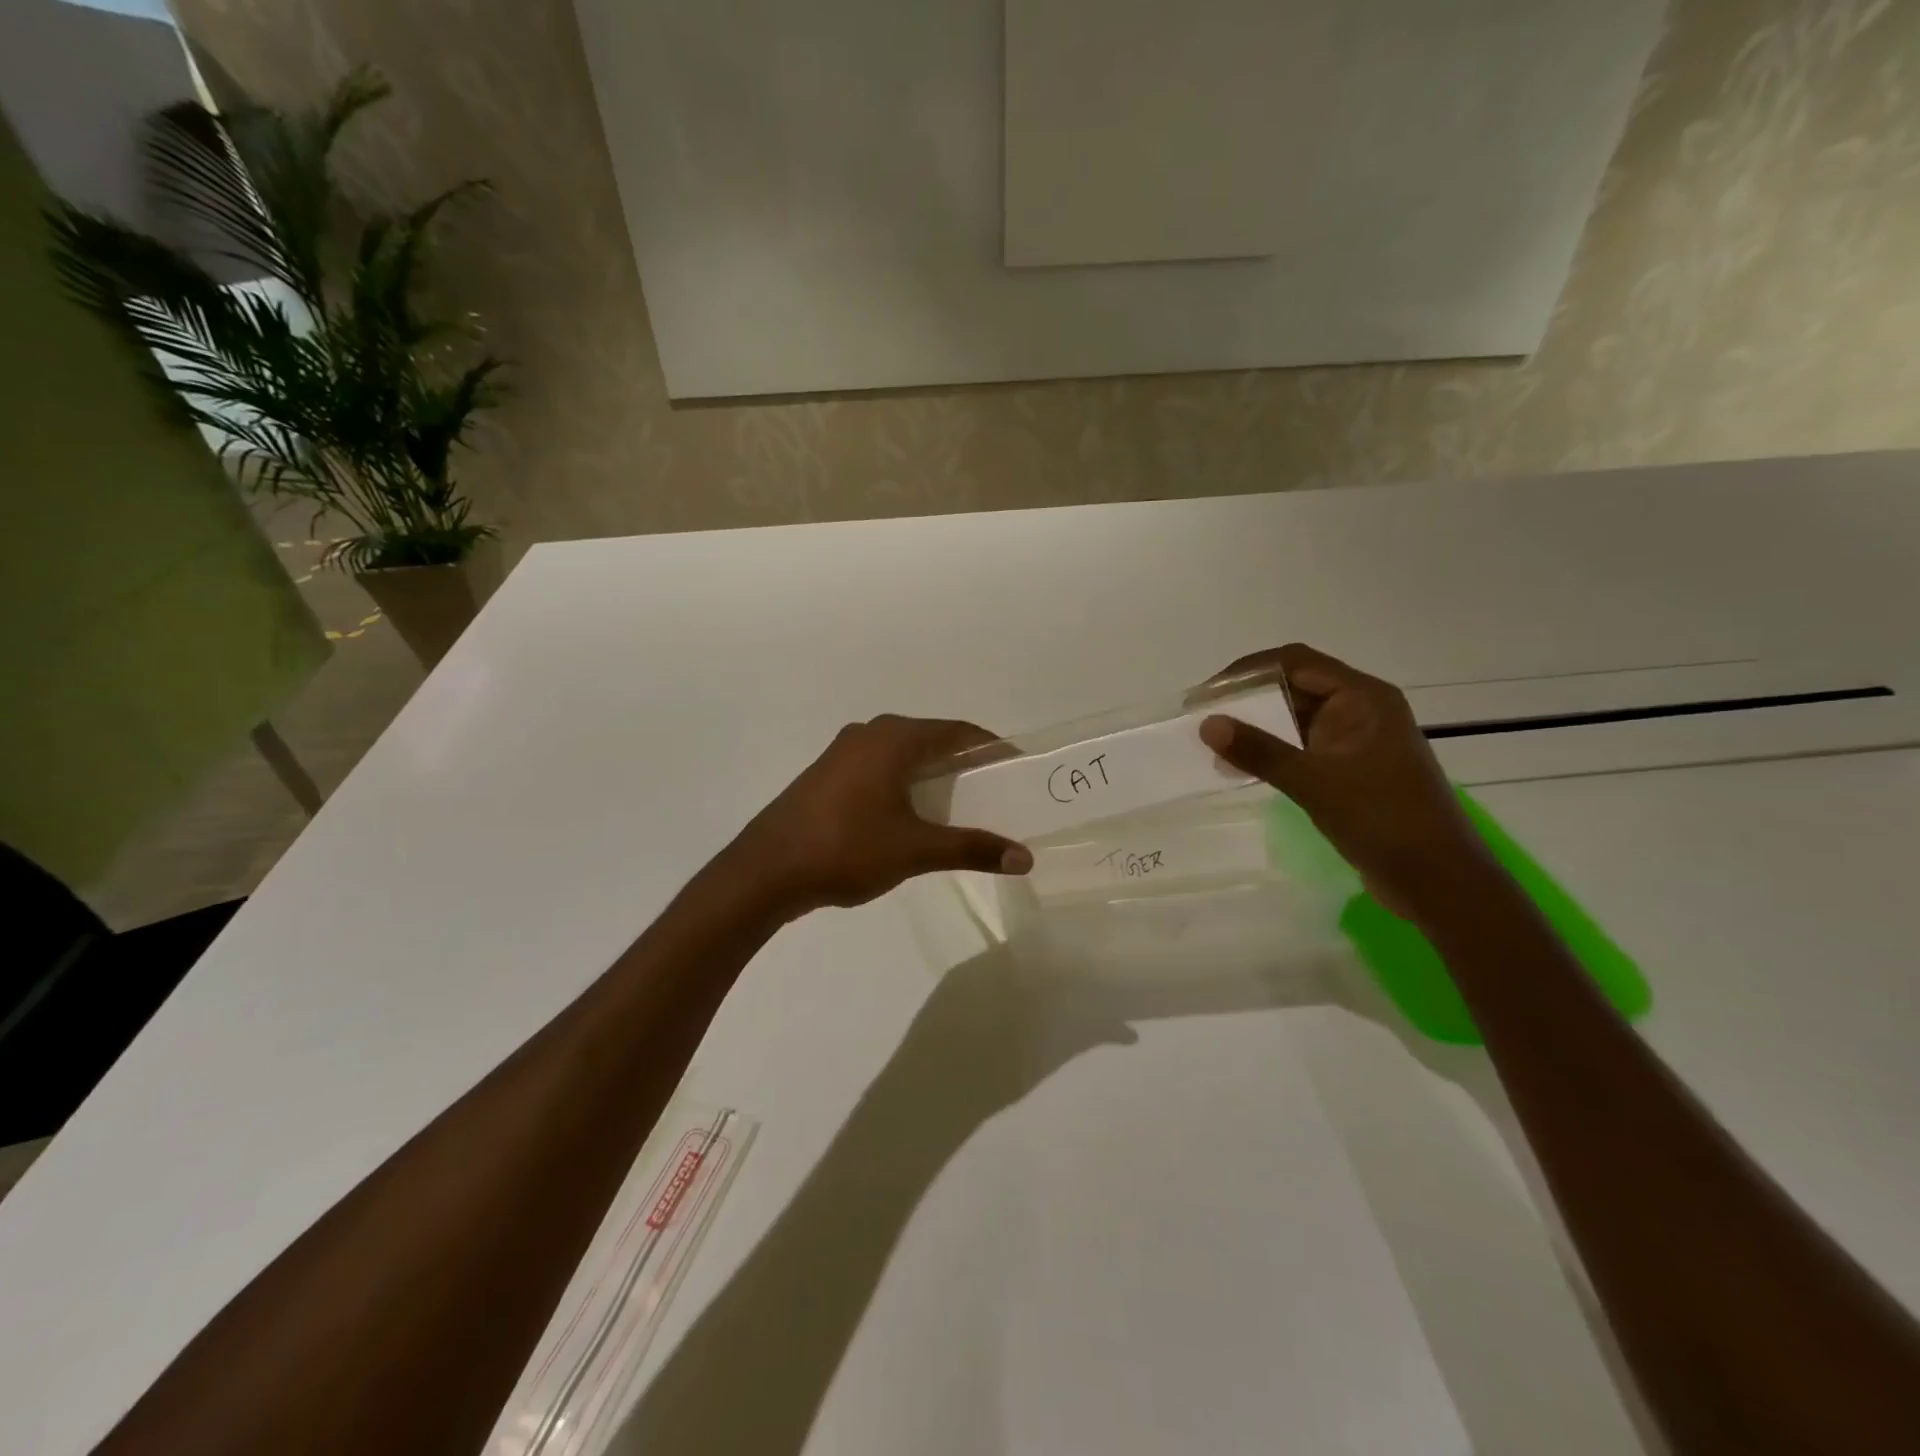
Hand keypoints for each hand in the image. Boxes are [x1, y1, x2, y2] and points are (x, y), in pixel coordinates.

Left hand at [729, 715, 1032, 916]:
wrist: (766, 870)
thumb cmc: (847, 848)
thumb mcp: (915, 850)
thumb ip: (972, 849)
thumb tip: (1025, 858)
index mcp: (893, 738)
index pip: (958, 732)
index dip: (991, 748)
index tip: (1017, 768)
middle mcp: (869, 734)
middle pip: (930, 740)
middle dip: (963, 763)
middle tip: (994, 791)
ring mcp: (842, 753)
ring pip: (902, 755)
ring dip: (932, 775)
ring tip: (960, 805)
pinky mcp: (826, 775)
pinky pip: (879, 768)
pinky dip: (904, 783)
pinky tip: (911, 814)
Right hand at [1196, 643, 1489, 917]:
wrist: (1437, 880)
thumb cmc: (1381, 819)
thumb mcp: (1313, 782)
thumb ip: (1259, 750)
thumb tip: (1207, 724)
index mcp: (1363, 697)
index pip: (1294, 662)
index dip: (1246, 672)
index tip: (1206, 695)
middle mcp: (1361, 709)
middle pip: (1295, 685)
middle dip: (1247, 698)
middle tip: (1202, 717)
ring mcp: (1358, 740)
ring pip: (1296, 717)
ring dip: (1257, 726)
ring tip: (1215, 743)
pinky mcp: (1352, 768)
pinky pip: (1304, 746)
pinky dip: (1273, 750)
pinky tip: (1243, 767)